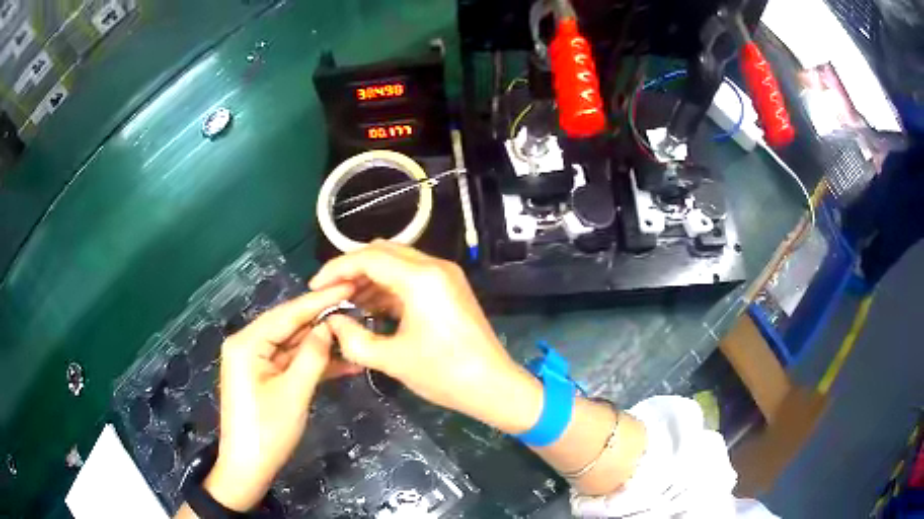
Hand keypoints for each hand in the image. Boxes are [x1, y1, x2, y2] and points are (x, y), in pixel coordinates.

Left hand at [203, 284, 361, 511]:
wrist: (248, 467)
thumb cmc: (267, 431)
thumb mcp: (294, 393)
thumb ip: (312, 355)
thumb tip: (329, 325)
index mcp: (247, 343)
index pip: (287, 314)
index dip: (319, 300)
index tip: (348, 285)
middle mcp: (248, 344)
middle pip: (289, 326)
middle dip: (322, 320)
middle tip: (357, 307)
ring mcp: (255, 361)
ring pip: (293, 344)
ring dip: (321, 344)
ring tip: (355, 333)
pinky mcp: (264, 376)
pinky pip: (291, 362)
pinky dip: (313, 363)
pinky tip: (342, 361)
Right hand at [309, 241, 541, 434]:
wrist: (493, 386)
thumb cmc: (444, 374)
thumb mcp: (391, 360)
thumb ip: (353, 338)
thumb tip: (331, 322)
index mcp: (421, 278)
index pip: (368, 257)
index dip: (336, 268)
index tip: (316, 286)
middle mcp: (435, 266)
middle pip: (383, 252)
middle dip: (353, 270)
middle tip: (331, 294)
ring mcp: (446, 275)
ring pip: (397, 263)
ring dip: (370, 278)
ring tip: (347, 303)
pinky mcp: (450, 288)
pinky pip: (411, 277)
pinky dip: (389, 287)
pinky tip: (372, 308)